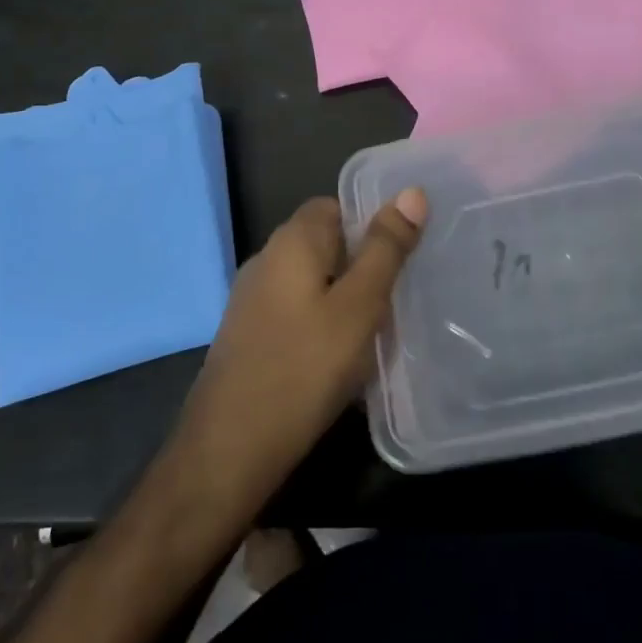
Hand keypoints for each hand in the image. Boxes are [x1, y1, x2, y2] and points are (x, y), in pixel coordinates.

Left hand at [165, 189, 426, 524]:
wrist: (229, 450)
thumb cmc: (303, 369)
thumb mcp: (359, 306)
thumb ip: (386, 249)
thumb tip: (412, 191)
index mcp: (292, 240)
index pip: (336, 205)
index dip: (372, 224)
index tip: (402, 254)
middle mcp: (267, 258)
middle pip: (326, 243)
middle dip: (362, 265)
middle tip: (399, 295)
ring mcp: (252, 299)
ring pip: (312, 280)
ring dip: (344, 297)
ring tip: (378, 329)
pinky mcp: (249, 335)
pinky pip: (296, 311)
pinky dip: (322, 323)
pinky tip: (340, 358)